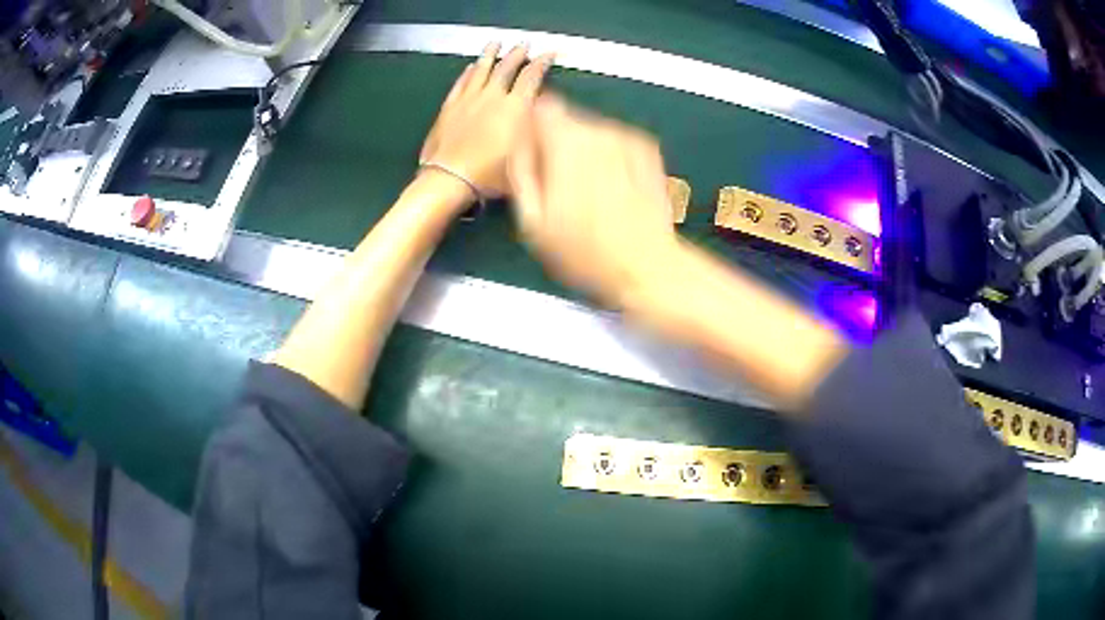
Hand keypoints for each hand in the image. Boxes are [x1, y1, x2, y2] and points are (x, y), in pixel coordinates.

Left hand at [420, 42, 554, 198]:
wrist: (449, 179)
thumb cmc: (490, 175)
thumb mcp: (525, 160)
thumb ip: (535, 136)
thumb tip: (543, 120)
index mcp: (515, 108)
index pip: (531, 77)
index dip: (541, 63)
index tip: (548, 54)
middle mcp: (492, 97)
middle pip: (507, 68)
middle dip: (517, 54)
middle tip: (523, 44)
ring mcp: (468, 100)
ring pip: (481, 69)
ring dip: (490, 55)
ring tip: (495, 43)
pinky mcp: (449, 107)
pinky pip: (460, 83)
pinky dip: (467, 73)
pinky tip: (469, 67)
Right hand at [508, 95, 679, 306]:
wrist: (648, 266)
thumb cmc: (584, 251)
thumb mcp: (532, 221)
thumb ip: (521, 170)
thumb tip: (519, 141)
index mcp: (566, 143)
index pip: (541, 108)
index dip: (533, 128)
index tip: (534, 155)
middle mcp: (598, 130)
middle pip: (567, 120)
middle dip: (559, 145)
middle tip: (560, 186)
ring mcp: (628, 137)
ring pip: (592, 131)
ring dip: (585, 152)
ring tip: (589, 194)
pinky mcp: (648, 149)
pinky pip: (616, 142)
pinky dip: (610, 157)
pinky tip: (613, 190)